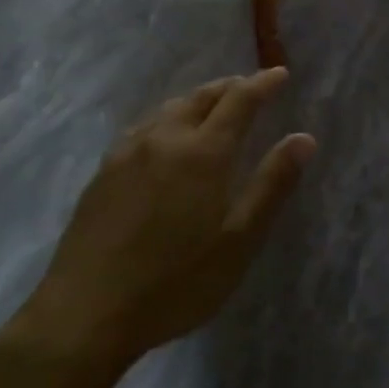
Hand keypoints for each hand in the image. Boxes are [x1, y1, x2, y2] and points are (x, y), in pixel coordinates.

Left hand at [9, 69, 314, 369]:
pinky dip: (168, 118)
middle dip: (230, 87)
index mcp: (202, 153)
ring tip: (213, 106)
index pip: (239, 101)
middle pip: (201, 97)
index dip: (262, 84)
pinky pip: (144, 127)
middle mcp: (164, 140)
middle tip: (251, 86)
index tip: (280, 74)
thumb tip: (303, 138)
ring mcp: (127, 154)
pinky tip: (164, 137)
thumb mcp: (239, 241)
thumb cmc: (176, 282)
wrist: (85, 313)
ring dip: (197, 100)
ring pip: (169, 109)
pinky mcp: (103, 173)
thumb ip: (272, 185)